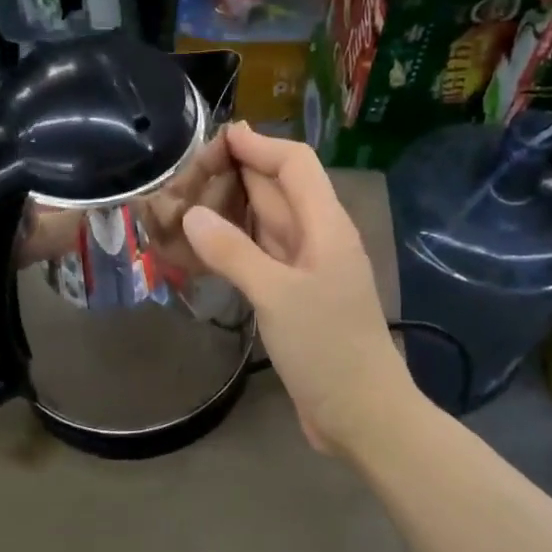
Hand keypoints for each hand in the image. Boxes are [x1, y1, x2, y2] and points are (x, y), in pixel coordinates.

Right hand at [182, 124, 412, 457]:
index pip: (295, 165)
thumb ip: (233, 252)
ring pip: (269, 225)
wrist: (363, 413)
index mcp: (326, 226)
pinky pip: (264, 257)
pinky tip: (208, 248)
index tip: (217, 137)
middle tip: (189, 172)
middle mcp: (319, 239)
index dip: (259, 146)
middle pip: (280, 191)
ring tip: (189, 202)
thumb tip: (191, 214)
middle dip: (240, 174)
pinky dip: (237, 247)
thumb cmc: (327, 348)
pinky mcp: (297, 299)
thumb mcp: (277, 295)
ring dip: (235, 210)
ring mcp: (309, 270)